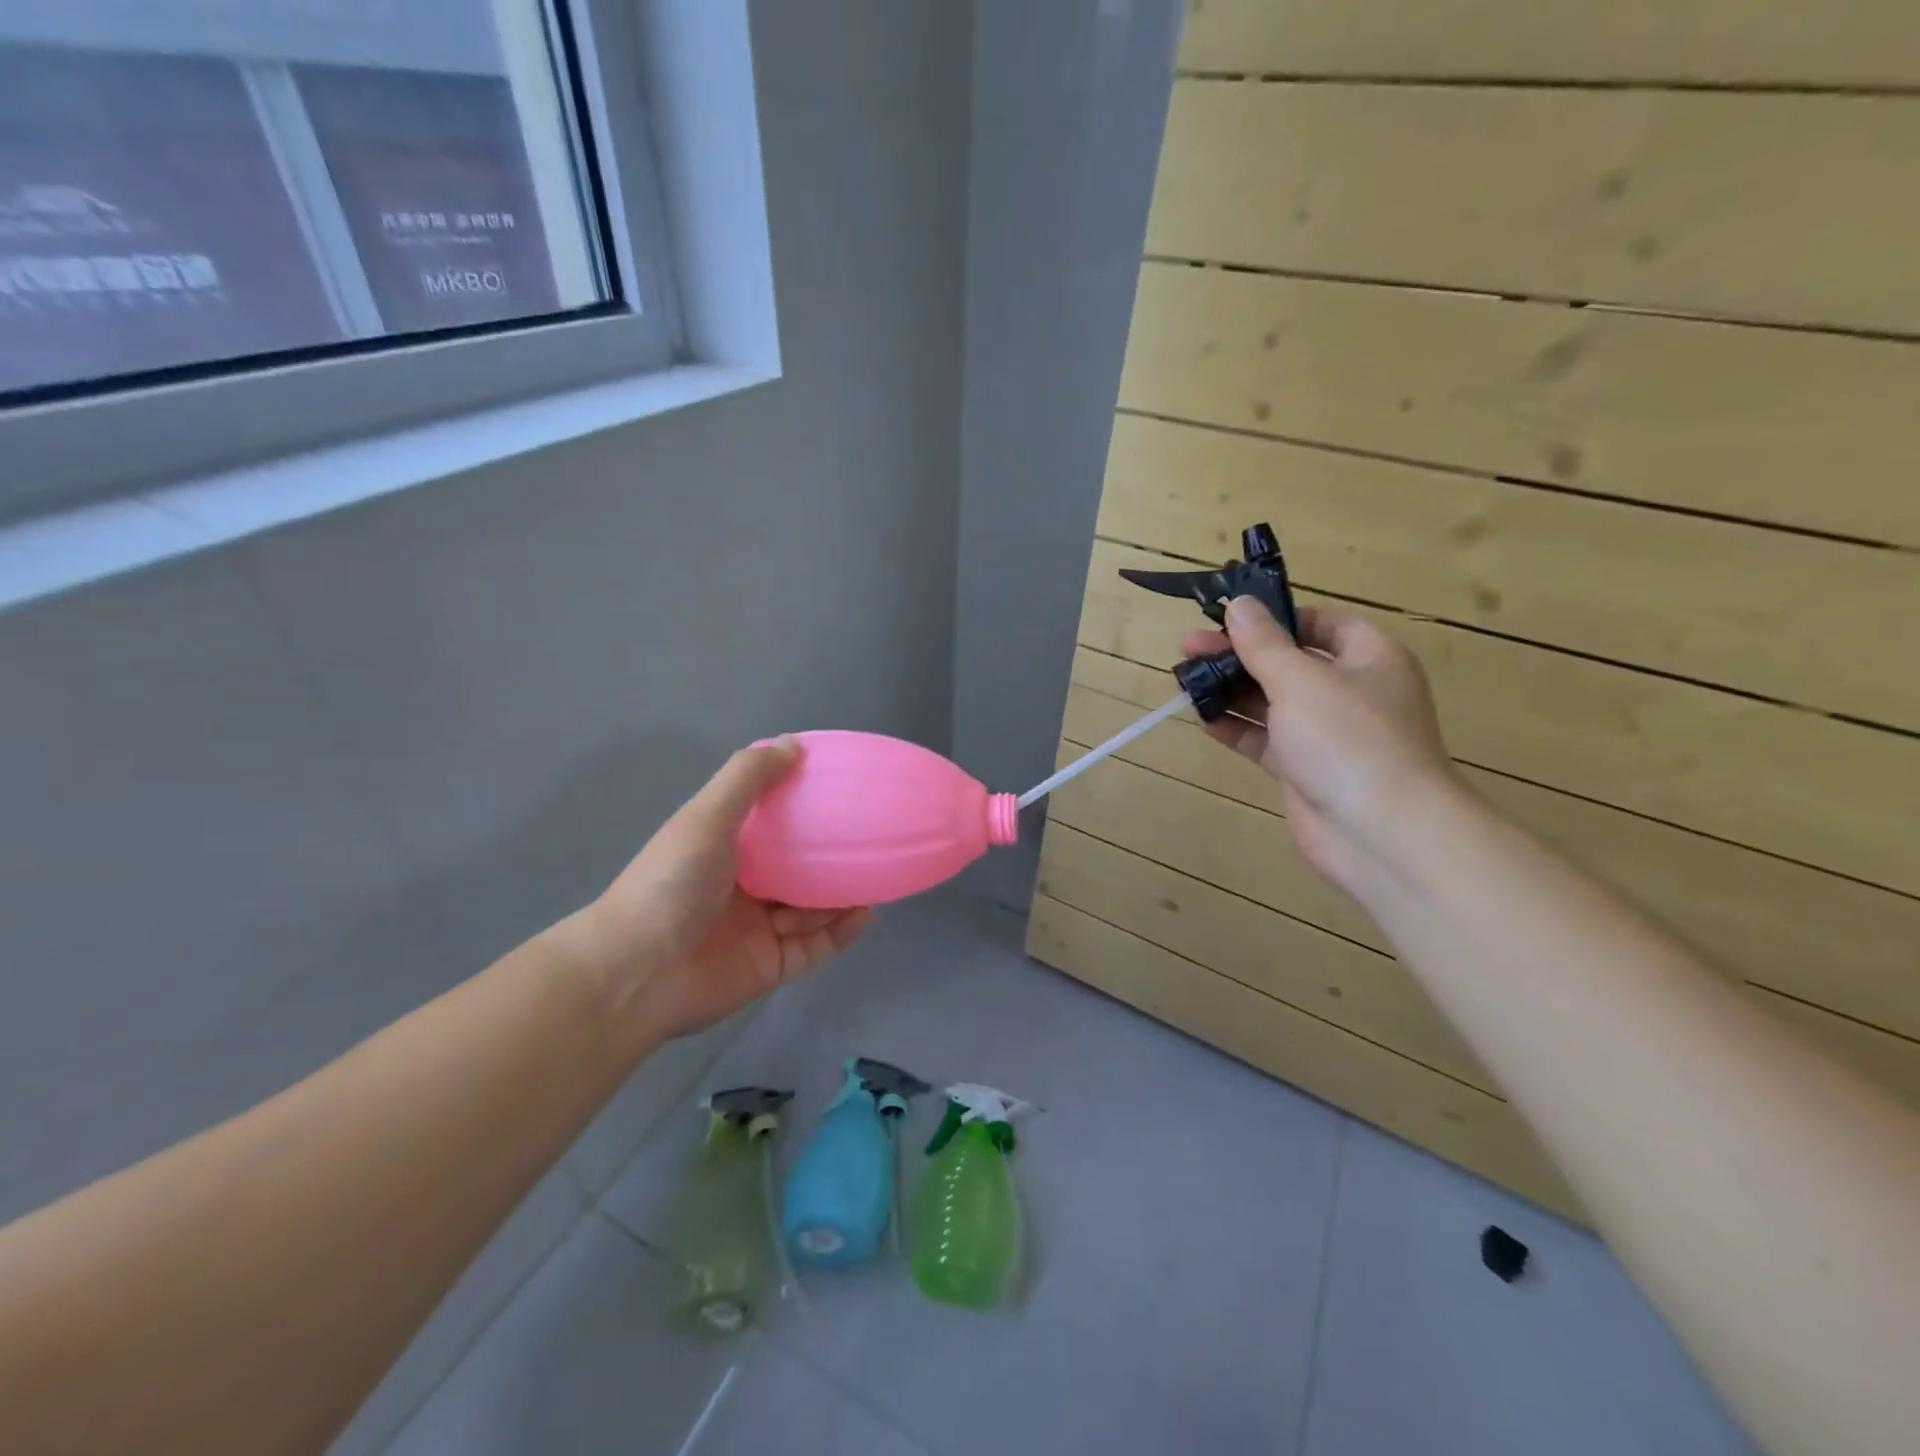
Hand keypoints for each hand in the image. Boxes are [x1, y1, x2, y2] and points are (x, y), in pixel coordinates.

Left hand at [557, 739, 871, 1042]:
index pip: (769, 824)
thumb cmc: (672, 883)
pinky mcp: (770, 967)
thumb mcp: (707, 817)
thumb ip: (748, 778)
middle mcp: (743, 888)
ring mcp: (757, 929)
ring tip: (881, 874)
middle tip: (872, 837)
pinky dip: (841, 933)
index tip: (839, 790)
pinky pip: (815, 948)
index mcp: (723, 849)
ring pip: (812, 909)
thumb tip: (794, 743)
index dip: (802, 806)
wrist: (637, 973)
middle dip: (831, 855)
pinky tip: (868, 914)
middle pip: (797, 868)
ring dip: (842, 894)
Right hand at [1181, 596, 1459, 897]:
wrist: (1380, 832)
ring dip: (1231, 691)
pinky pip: (1266, 740)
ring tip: (1185, 681)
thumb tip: (1239, 604)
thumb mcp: (1300, 679)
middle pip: (1288, 662)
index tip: (1228, 620)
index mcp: (1369, 658)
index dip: (1275, 619)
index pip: (1320, 624)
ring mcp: (1327, 734)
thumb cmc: (1348, 739)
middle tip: (1187, 648)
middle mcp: (1350, 692)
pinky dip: (1237, 729)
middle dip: (1239, 655)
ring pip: (1272, 702)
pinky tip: (1203, 720)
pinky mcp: (1306, 770)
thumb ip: (1264, 643)